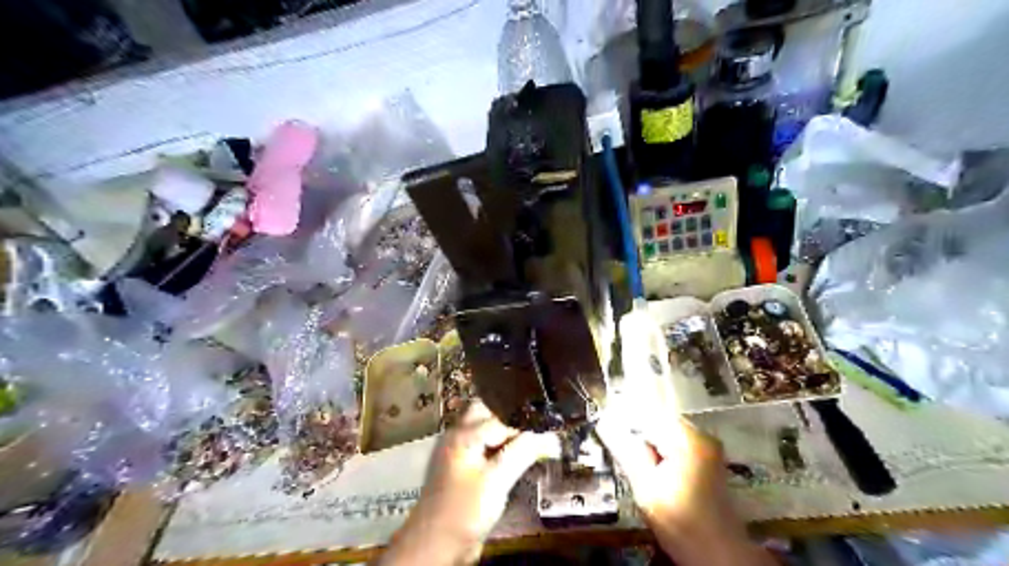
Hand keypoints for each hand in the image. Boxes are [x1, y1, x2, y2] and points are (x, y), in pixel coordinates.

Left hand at [382, 401, 564, 563]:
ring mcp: (457, 453)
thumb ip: (521, 452)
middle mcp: (457, 437)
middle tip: (532, 435)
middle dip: (510, 422)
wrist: (436, 545)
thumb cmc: (464, 509)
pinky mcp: (460, 470)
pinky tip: (512, 463)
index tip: (544, 434)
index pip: (499, 417)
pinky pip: (482, 449)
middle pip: (487, 414)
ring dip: (505, 437)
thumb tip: (547, 436)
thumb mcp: (497, 479)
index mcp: (462, 434)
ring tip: (527, 448)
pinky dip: (497, 451)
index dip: (522, 426)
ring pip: (484, 432)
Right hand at [592, 410, 773, 563]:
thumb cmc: (681, 523)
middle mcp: (701, 434)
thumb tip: (604, 423)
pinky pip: (675, 442)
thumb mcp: (646, 488)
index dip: (623, 417)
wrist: (720, 555)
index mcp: (688, 438)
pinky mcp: (708, 457)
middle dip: (636, 432)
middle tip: (618, 448)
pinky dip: (661, 451)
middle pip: (657, 420)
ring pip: (665, 432)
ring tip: (637, 463)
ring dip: (647, 442)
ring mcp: (708, 445)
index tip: (604, 425)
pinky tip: (653, 469)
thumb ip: (626, 451)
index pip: (647, 413)